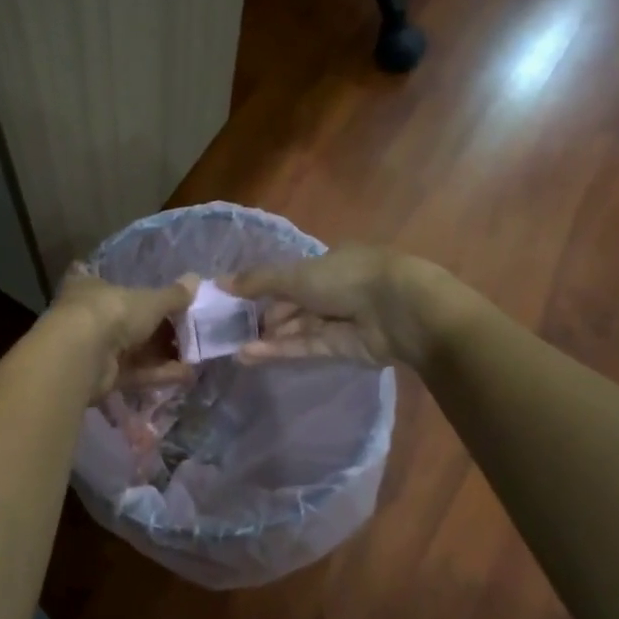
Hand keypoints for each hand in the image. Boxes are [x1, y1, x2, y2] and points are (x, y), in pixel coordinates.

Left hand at [44, 269, 194, 399]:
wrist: (83, 354)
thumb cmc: (113, 312)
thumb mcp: (150, 300)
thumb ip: (173, 295)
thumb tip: (196, 279)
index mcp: (93, 288)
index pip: (115, 287)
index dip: (140, 295)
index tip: (166, 303)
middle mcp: (90, 316)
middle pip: (129, 323)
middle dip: (160, 331)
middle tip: (189, 334)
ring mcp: (95, 348)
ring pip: (135, 351)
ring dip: (164, 355)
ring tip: (195, 358)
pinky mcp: (102, 376)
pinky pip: (135, 372)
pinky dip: (159, 374)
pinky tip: (186, 376)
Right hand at [225, 246, 454, 368]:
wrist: (399, 311)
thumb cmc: (347, 278)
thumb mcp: (296, 274)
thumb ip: (257, 281)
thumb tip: (218, 283)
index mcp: (329, 262)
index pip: (291, 276)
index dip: (263, 288)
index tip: (235, 301)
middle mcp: (334, 289)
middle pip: (292, 304)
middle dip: (262, 316)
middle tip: (227, 329)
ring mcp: (339, 320)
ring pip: (296, 328)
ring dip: (267, 337)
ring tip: (232, 347)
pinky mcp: (342, 348)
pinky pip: (305, 347)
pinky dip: (279, 350)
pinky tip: (249, 355)